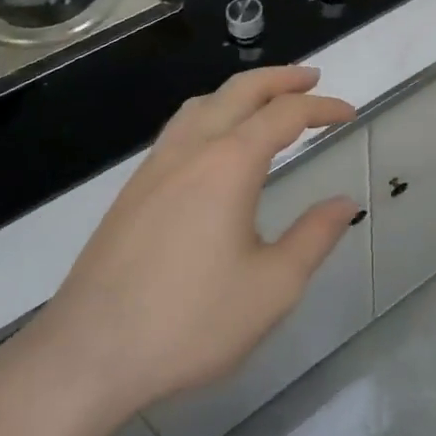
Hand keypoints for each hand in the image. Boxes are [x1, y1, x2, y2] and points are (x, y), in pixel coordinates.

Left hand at [22, 67, 359, 435]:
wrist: (86, 356)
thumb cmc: (189, 322)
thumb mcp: (272, 288)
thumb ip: (314, 237)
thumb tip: (345, 203)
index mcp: (229, 164)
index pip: (285, 115)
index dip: (322, 108)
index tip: (349, 114)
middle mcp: (191, 150)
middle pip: (240, 91)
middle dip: (281, 78)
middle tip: (312, 79)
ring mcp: (156, 167)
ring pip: (203, 103)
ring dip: (241, 91)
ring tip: (265, 100)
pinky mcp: (133, 190)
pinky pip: (180, 127)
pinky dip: (211, 112)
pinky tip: (214, 143)